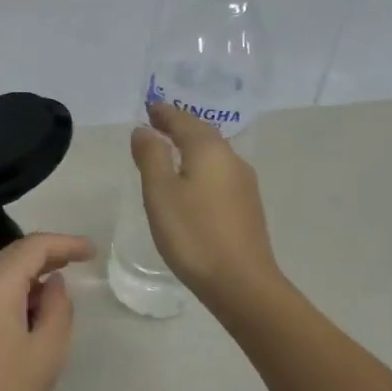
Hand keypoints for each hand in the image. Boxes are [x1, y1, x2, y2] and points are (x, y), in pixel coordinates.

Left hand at [0, 232, 94, 390]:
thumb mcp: (48, 350)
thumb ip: (58, 307)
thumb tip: (54, 283)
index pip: (33, 247)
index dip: (65, 244)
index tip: (91, 251)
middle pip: (12, 255)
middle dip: (46, 256)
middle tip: (77, 264)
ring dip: (27, 276)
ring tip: (55, 292)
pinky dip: (9, 292)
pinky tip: (27, 311)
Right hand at [130, 101, 284, 310]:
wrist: (241, 282)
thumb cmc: (193, 233)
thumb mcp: (160, 192)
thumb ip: (151, 156)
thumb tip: (144, 130)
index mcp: (210, 151)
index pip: (184, 121)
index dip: (165, 113)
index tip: (149, 108)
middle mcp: (232, 160)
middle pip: (203, 134)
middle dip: (180, 127)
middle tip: (157, 125)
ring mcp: (244, 185)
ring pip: (214, 155)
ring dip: (192, 148)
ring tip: (170, 152)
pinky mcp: (247, 207)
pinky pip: (219, 174)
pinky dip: (201, 168)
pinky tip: (191, 183)